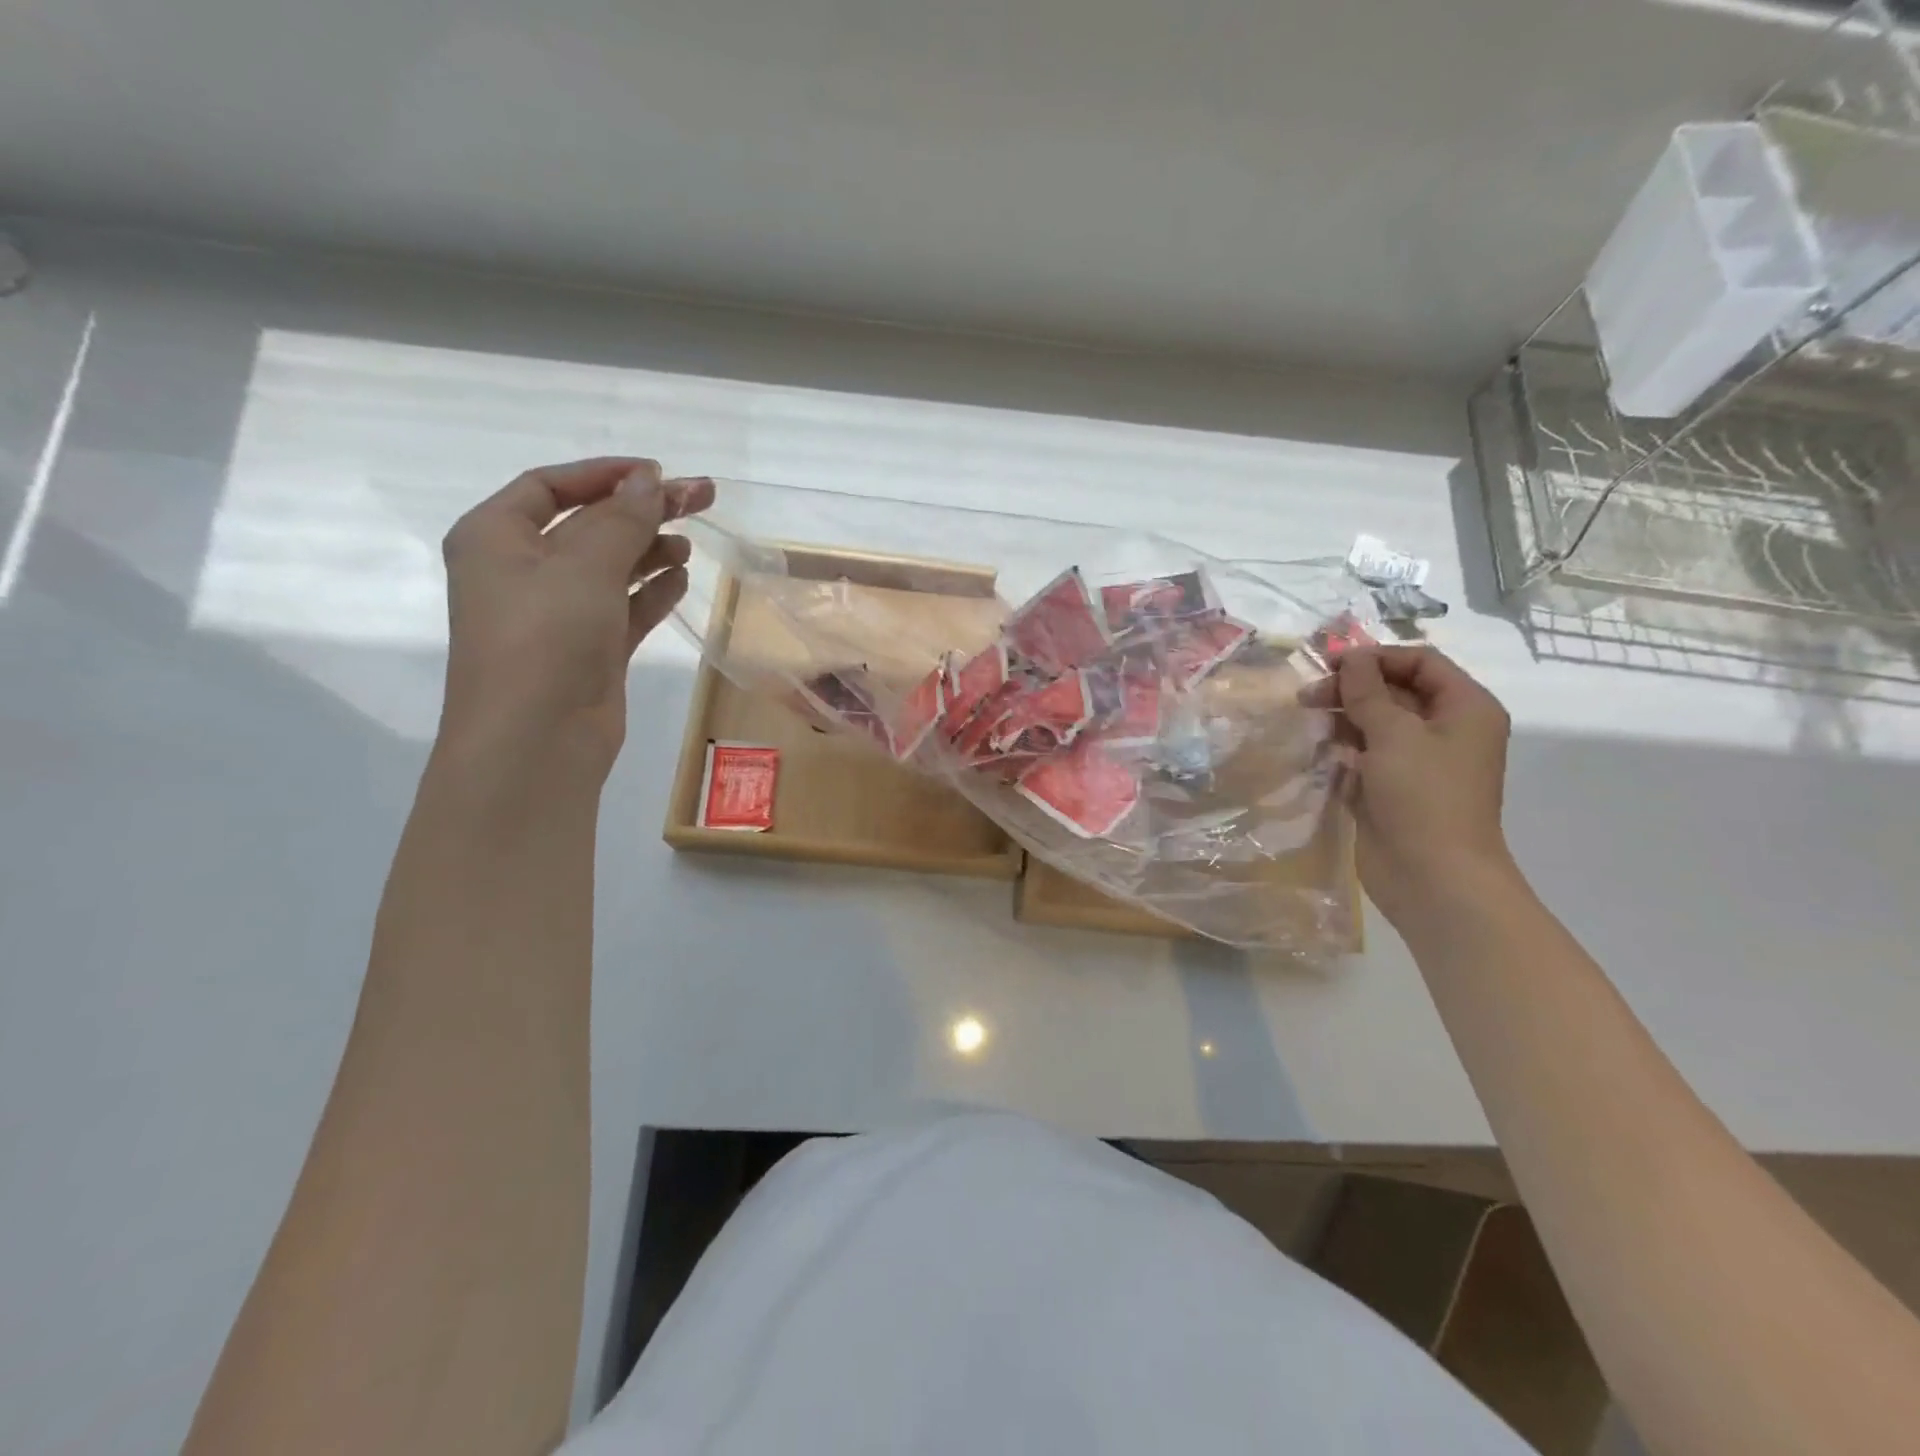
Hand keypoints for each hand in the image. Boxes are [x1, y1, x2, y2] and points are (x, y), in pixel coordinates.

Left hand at [438, 458, 714, 773]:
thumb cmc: (546, 638)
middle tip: (699, 498)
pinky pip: (623, 607)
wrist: (537, 741)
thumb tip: (650, 480)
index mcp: (495, 537)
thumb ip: (622, 519)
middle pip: (587, 525)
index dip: (604, 474)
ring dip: (648, 550)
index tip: (658, 473)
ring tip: (689, 543)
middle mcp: (521, 571)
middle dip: (640, 510)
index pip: (549, 486)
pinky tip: (680, 578)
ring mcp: (556, 614)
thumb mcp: (585, 565)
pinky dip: (650, 591)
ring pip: (609, 568)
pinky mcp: (588, 649)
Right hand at [1304, 645, 1514, 921]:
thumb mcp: (1394, 733)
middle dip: (1351, 688)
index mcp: (1464, 708)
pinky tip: (1316, 751)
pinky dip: (1340, 748)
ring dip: (1341, 717)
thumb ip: (1367, 691)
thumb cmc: (1424, 796)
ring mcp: (1416, 761)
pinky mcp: (1391, 787)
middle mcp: (1444, 729)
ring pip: (1374, 723)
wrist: (1432, 876)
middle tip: (1307, 696)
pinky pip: (1363, 754)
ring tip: (1306, 720)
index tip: (1330, 664)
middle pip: (1394, 690)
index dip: (1376, 657)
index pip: (1420, 662)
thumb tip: (1350, 656)